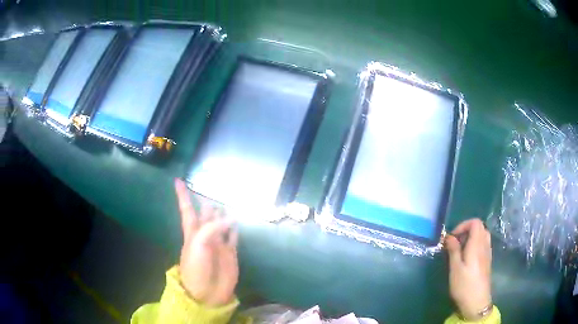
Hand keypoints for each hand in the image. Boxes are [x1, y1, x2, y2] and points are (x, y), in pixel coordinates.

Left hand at [175, 178, 238, 306]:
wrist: (207, 292)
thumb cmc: (196, 268)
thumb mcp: (198, 245)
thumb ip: (213, 228)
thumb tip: (231, 218)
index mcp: (192, 232)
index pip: (187, 209)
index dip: (182, 195)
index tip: (177, 180)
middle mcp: (205, 234)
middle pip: (205, 213)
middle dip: (206, 201)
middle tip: (211, 185)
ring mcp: (218, 243)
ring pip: (221, 222)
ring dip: (223, 212)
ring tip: (227, 199)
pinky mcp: (230, 252)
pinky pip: (233, 236)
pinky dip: (235, 227)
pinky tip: (237, 220)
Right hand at [445, 219, 491, 320]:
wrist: (477, 302)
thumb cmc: (464, 286)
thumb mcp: (455, 269)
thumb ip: (453, 250)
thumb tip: (449, 237)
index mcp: (476, 245)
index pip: (475, 223)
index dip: (463, 225)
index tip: (452, 237)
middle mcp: (484, 245)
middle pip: (479, 227)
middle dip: (466, 230)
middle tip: (455, 243)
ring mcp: (487, 253)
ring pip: (482, 235)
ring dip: (471, 237)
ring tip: (461, 249)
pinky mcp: (487, 260)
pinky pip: (483, 243)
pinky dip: (475, 244)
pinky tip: (467, 257)